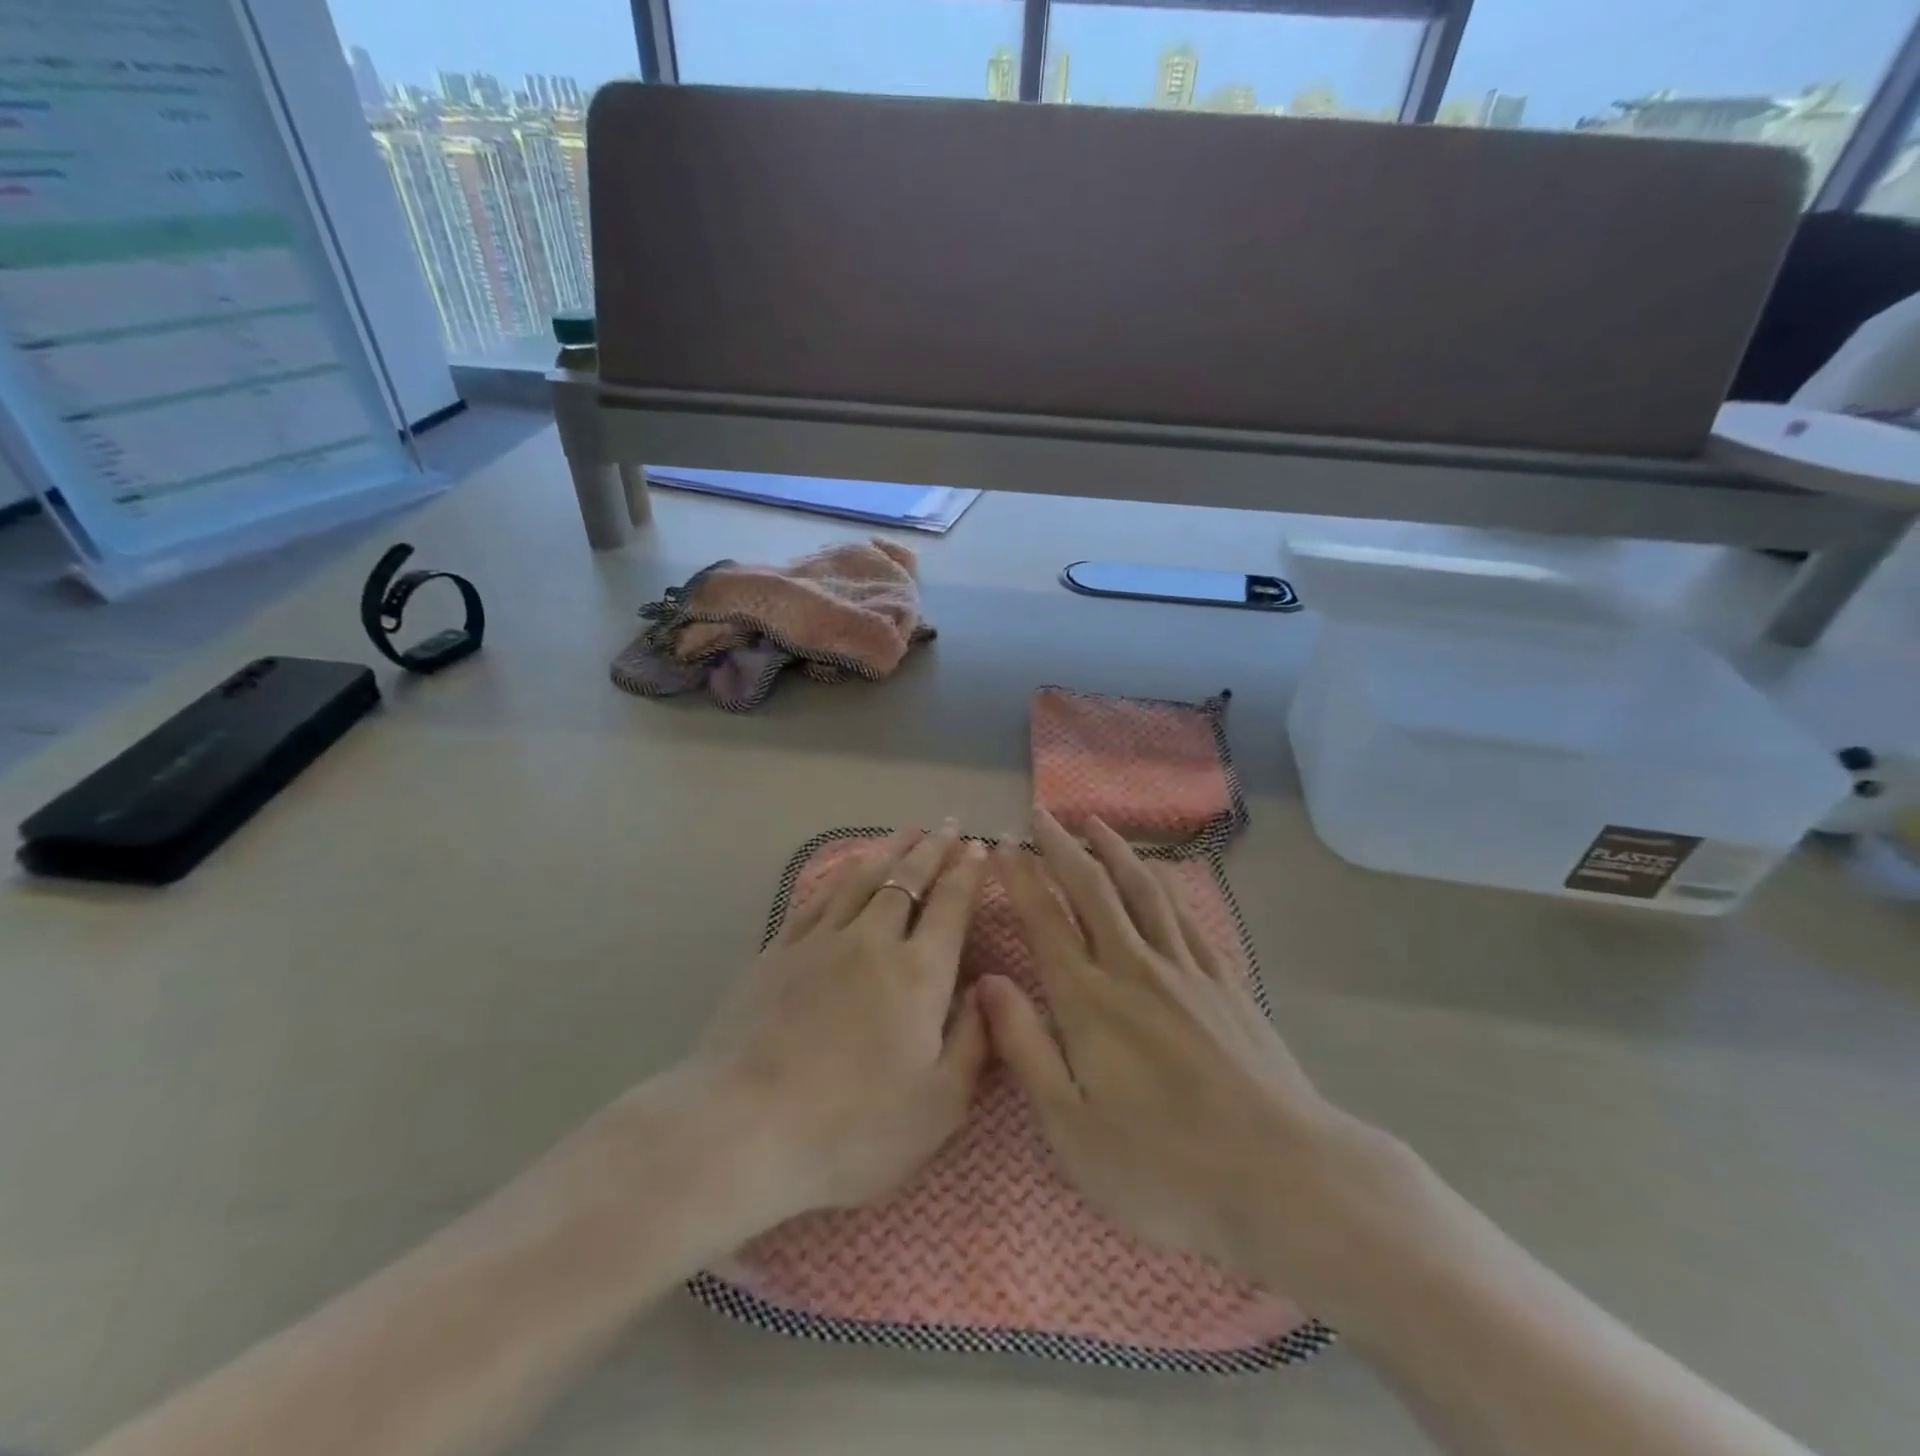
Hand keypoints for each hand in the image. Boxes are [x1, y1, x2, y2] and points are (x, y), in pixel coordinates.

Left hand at [684, 823, 990, 1232]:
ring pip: (862, 878)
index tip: (978, 847)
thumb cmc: (853, 1128)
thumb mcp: (939, 1105)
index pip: (951, 906)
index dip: (968, 873)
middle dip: (933, 850)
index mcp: (918, 974)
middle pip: (907, 880)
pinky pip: (819, 897)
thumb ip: (975, 1041)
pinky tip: (847, 869)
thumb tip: (992, 988)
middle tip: (949, 826)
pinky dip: (841, 874)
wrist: (743, 1127)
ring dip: (889, 850)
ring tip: (907, 831)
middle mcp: (872, 941)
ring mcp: (820, 941)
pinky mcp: (778, 951)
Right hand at [981, 810, 1435, 1320]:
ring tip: (1095, 823)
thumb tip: (987, 983)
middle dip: (1062, 847)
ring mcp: (1186, 970)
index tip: (1002, 846)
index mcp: (1090, 1002)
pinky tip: (1158, 875)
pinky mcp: (1226, 982)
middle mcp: (1135, 968)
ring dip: (1114, 851)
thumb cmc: (1165, 1168)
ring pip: (1143, 889)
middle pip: (1093, 889)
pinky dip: (1164, 883)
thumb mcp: (1072, 1128)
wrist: (1285, 1177)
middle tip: (1041, 815)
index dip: (1021, 879)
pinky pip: (1186, 914)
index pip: (1046, 921)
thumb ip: (1026, 1048)